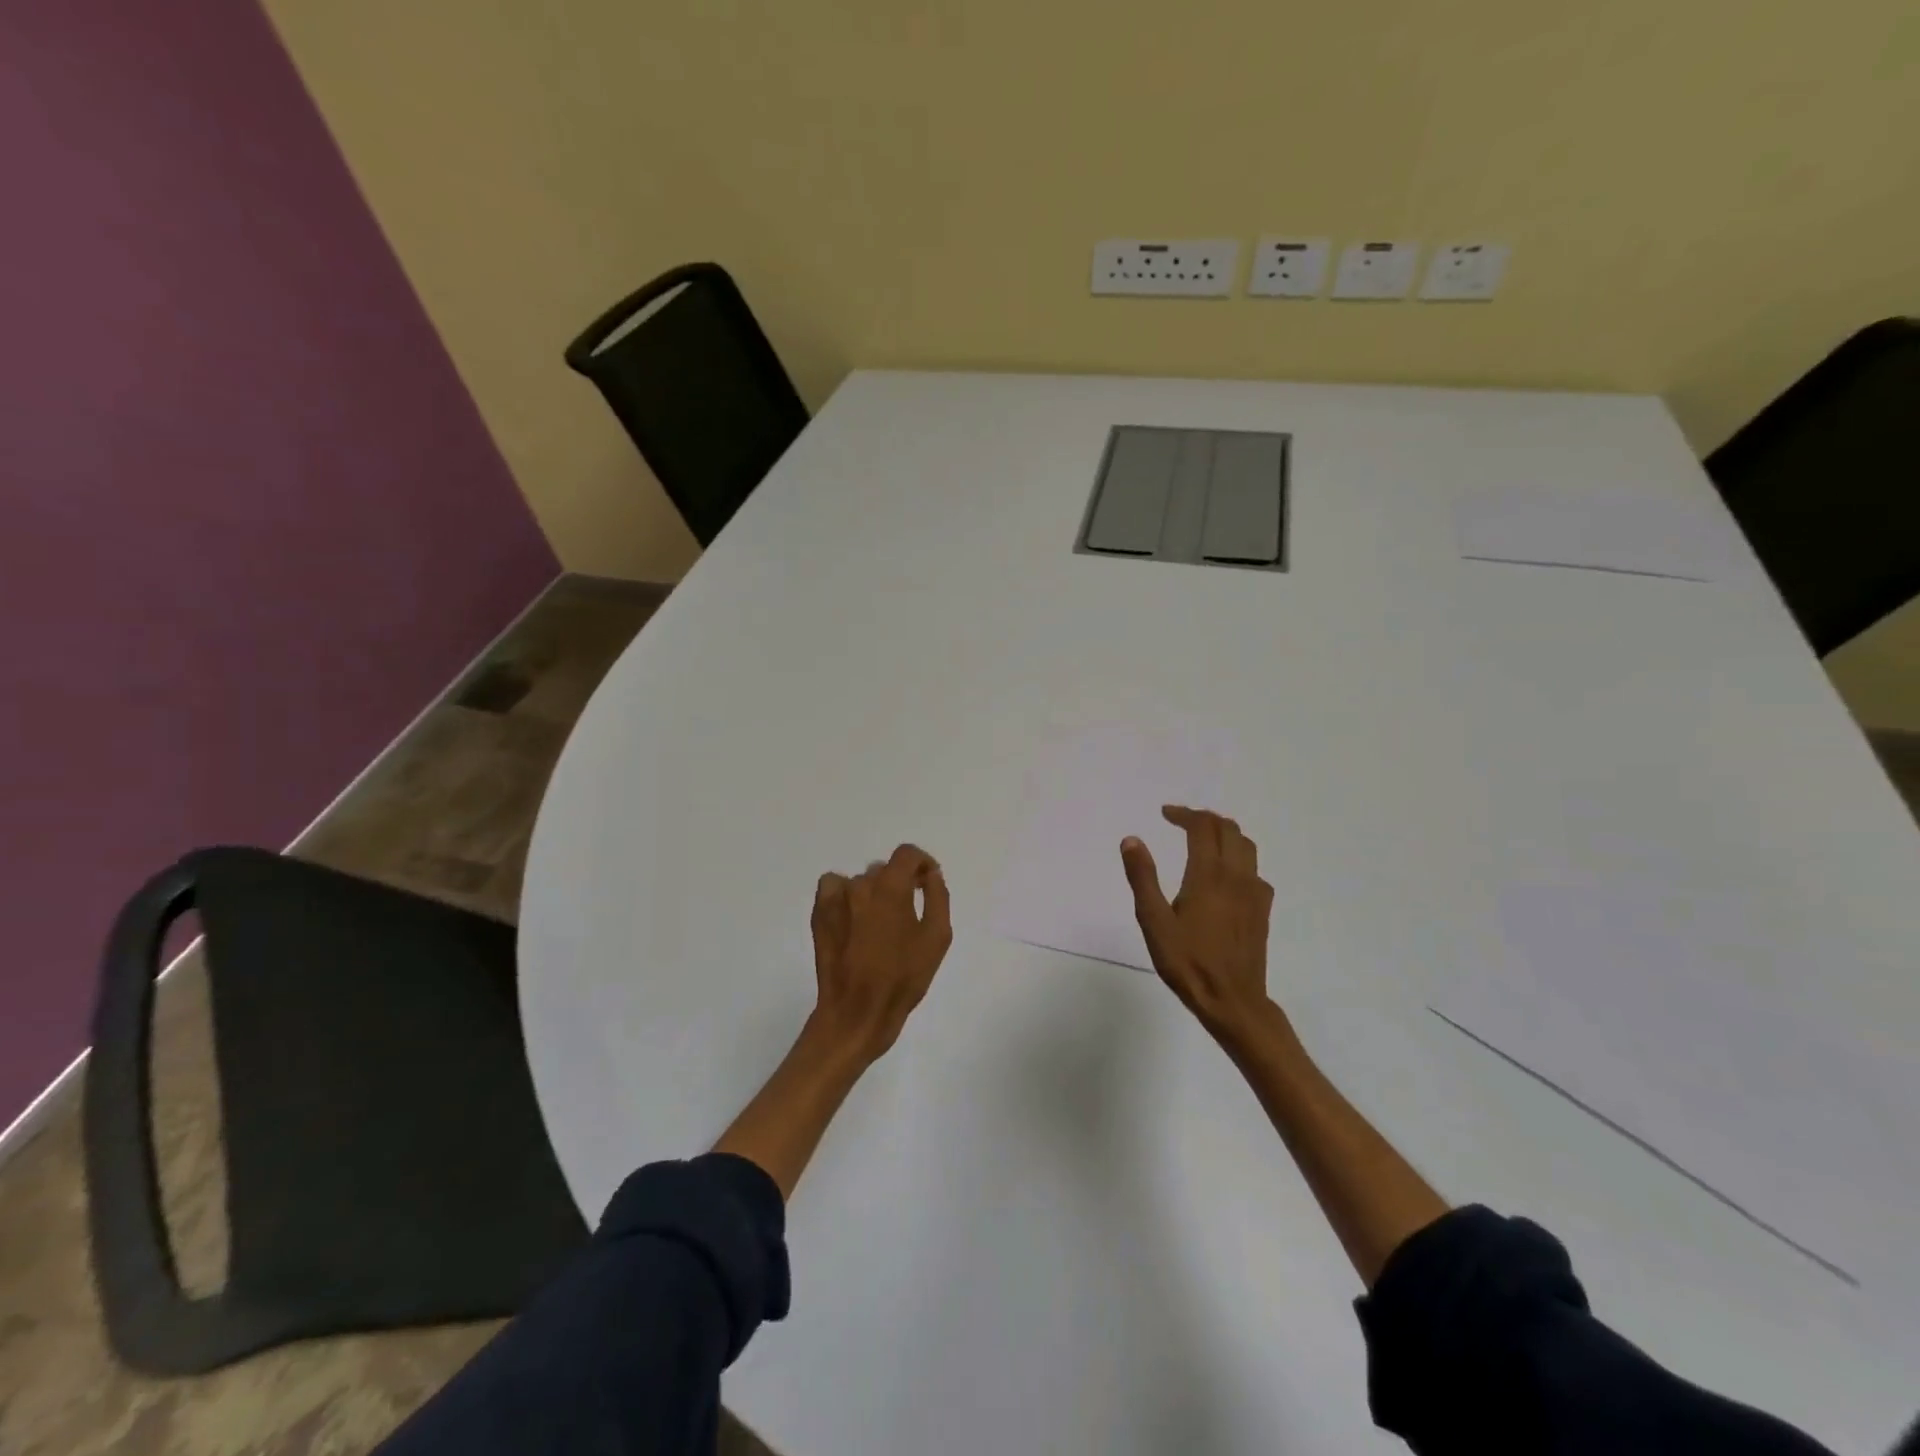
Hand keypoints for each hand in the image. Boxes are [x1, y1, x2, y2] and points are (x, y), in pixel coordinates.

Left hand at [810, 843, 952, 1060]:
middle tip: (907, 913)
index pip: (907, 854)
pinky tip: (853, 919)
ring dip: (874, 894)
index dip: (922, 863)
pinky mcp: (819, 914)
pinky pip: (834, 888)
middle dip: (899, 883)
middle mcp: (861, 885)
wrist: (857, 1012)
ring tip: (879, 925)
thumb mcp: (936, 939)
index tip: (927, 883)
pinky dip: (845, 895)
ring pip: (861, 882)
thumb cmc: (903, 978)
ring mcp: (836, 899)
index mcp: (892, 888)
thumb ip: (938, 898)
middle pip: (885, 870)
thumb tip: (931, 875)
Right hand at [1121, 806, 1276, 1034]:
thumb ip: (1142, 878)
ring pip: (1246, 846)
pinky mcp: (1262, 909)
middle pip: (1228, 830)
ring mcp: (1254, 893)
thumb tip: (1132, 840)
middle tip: (1181, 821)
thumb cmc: (1187, 962)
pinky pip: (1254, 869)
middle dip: (1204, 819)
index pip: (1202, 828)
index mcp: (1208, 875)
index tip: (1165, 814)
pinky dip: (1238, 857)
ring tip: (1203, 838)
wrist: (1232, 1001)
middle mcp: (1236, 876)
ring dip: (1224, 833)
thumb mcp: (1154, 921)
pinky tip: (1225, 874)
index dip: (1184, 814)